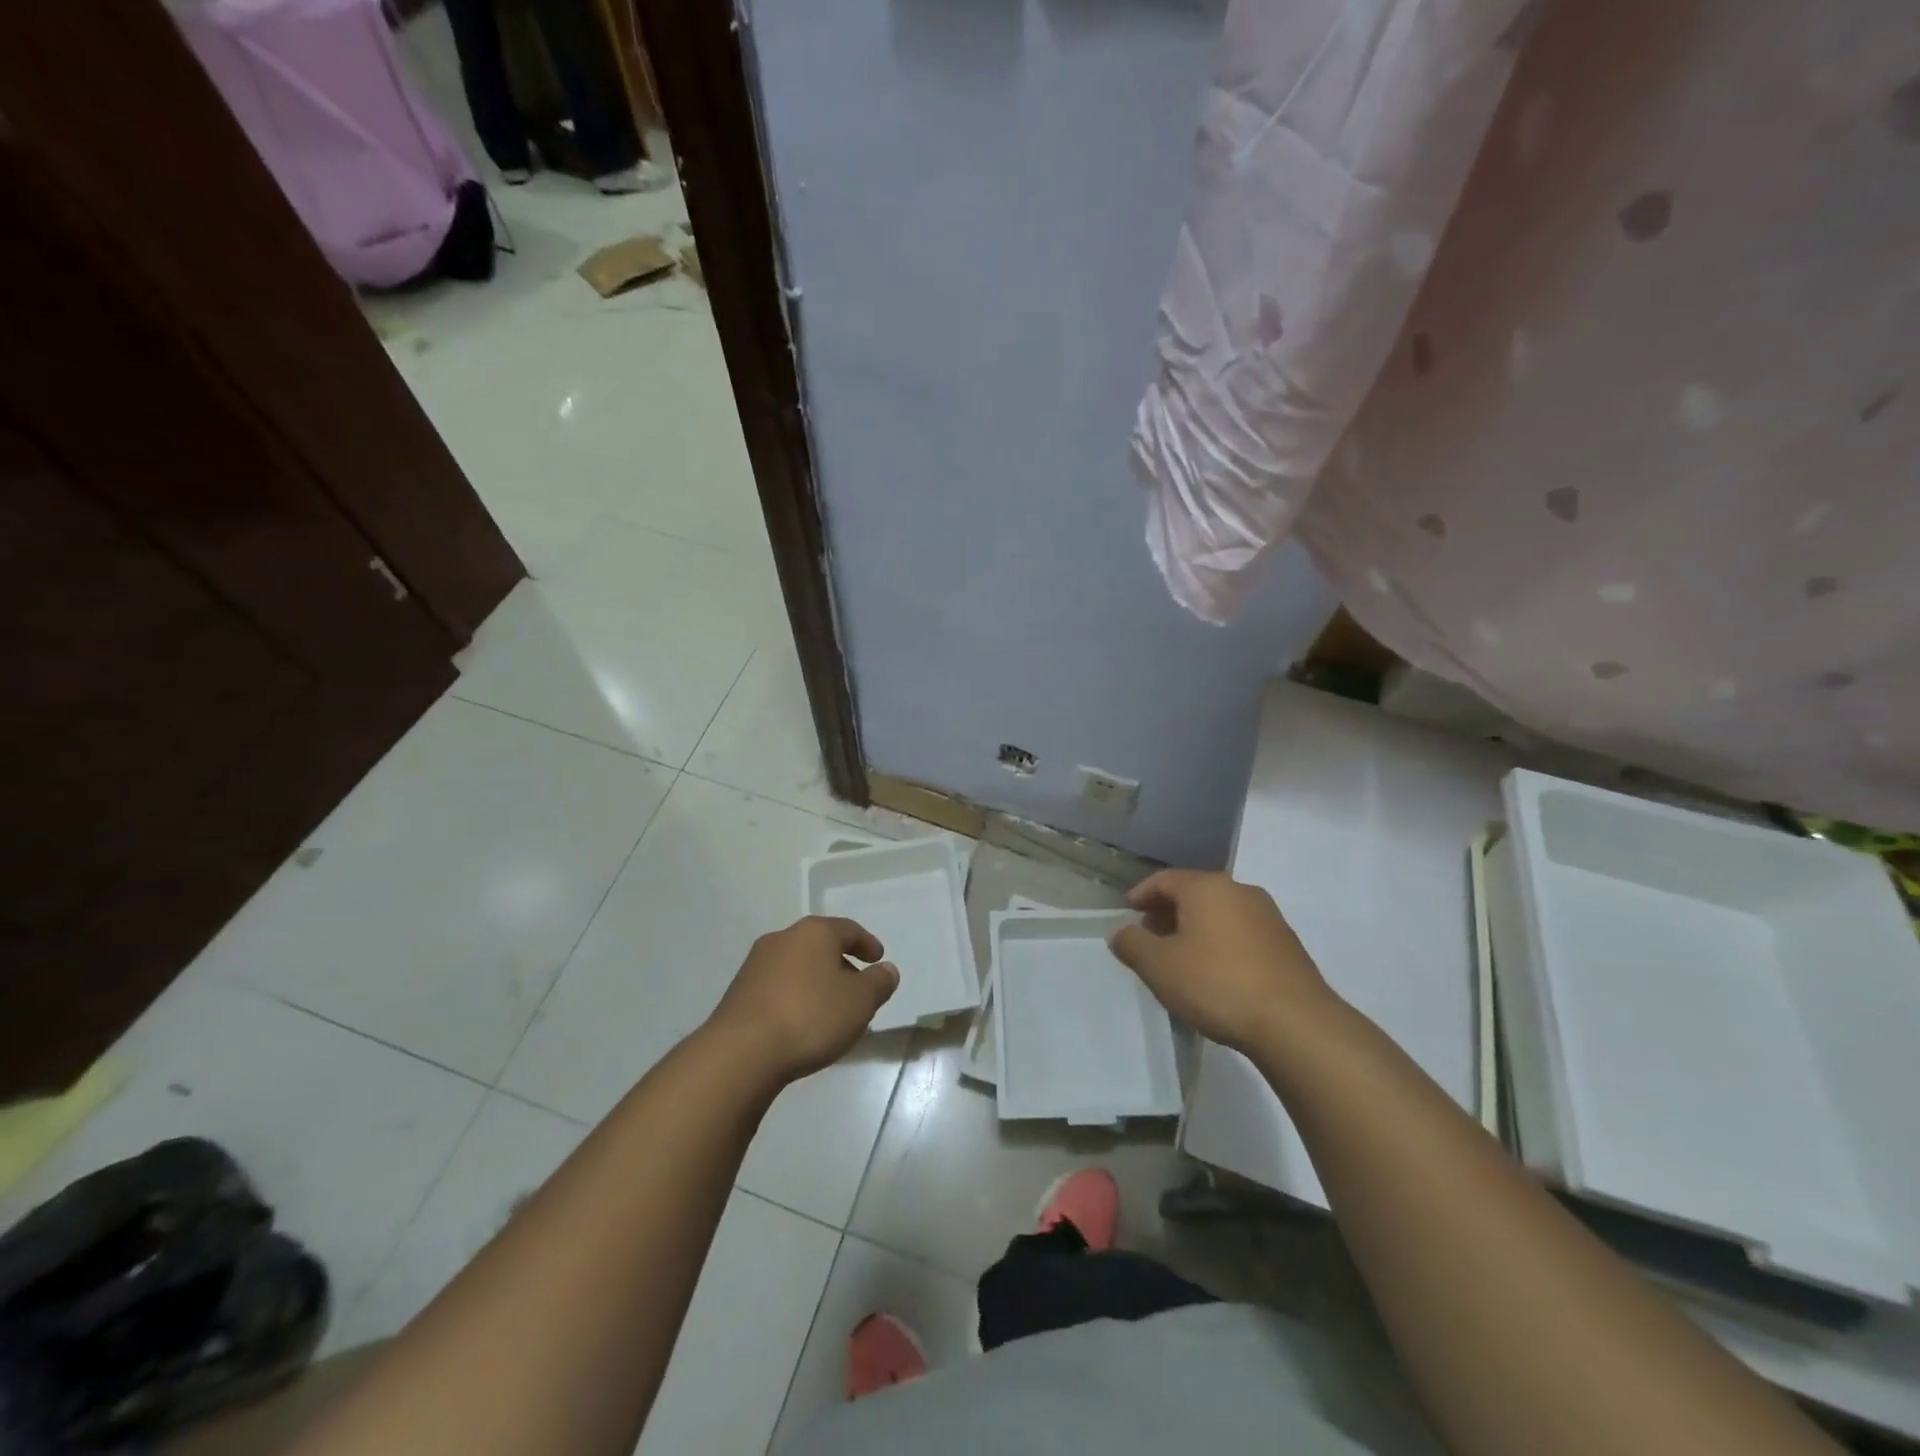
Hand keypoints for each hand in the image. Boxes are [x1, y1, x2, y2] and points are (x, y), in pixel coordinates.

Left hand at [706, 917, 898, 1081]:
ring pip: (797, 966)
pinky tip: (801, 1023)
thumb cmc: (810, 1017)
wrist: (741, 1053)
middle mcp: (783, 939)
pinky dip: (795, 997)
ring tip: (830, 1010)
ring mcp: (755, 965)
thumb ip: (878, 983)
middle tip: (857, 988)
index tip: (878, 959)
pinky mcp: (738, 993)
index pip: (848, 929)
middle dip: (841, 964)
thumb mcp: (860, 1002)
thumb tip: (886, 970)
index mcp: (814, 932)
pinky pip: (778, 987)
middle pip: (820, 946)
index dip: (867, 943)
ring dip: (816, 982)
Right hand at [1109, 870, 1338, 1054]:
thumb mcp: (1159, 966)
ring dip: (1194, 929)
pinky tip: (1213, 973)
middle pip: (1194, 893)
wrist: (1295, 1024)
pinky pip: (1240, 933)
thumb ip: (1132, 944)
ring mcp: (1268, 917)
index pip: (1164, 879)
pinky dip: (1219, 943)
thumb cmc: (1216, 983)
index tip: (1127, 913)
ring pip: (1219, 913)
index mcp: (1207, 887)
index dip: (1141, 895)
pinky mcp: (1286, 944)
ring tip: (1179, 958)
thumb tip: (1121, 932)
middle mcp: (1240, 891)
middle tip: (1148, 937)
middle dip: (1167, 912)